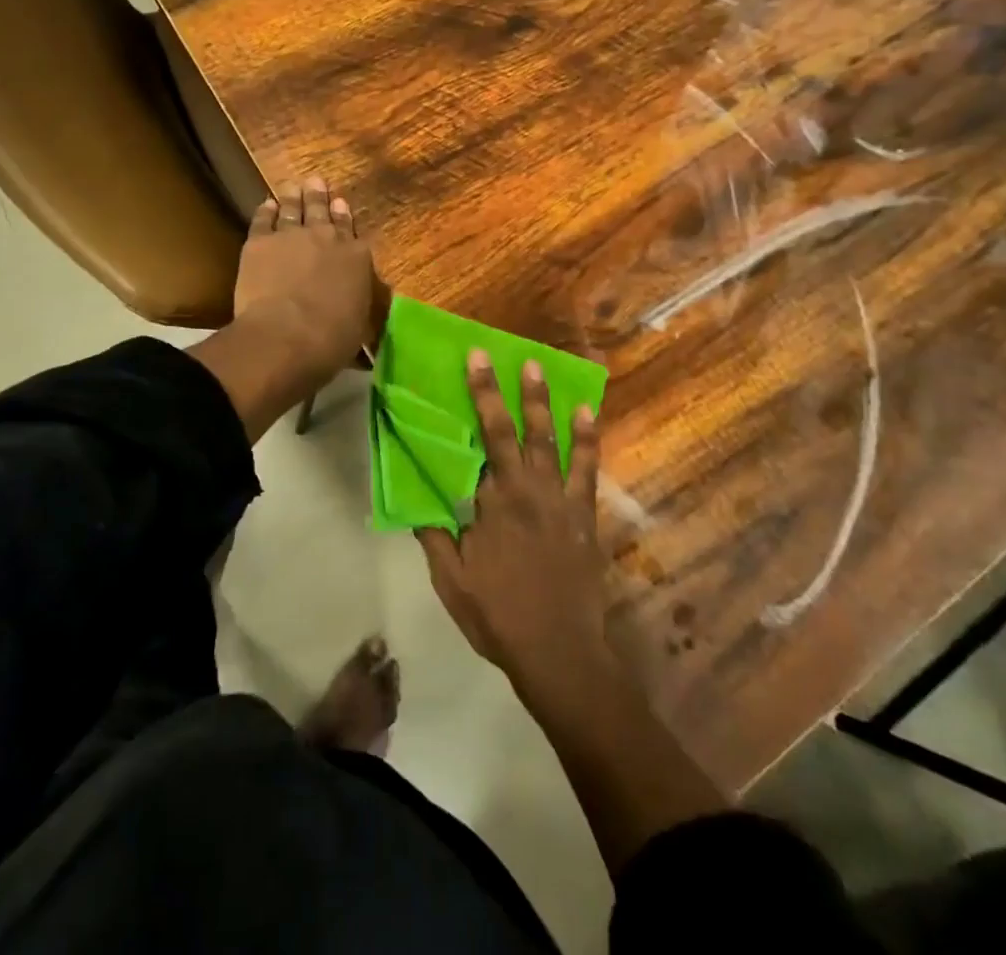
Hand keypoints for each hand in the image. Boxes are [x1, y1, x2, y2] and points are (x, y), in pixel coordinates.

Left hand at [233, 178, 378, 389]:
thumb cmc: (331, 340)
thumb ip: (356, 304)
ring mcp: (291, 236)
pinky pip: (262, 219)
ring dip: (293, 196)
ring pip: (292, 209)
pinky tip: (266, 204)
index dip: (344, 217)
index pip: (351, 230)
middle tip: (315, 181)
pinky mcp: (259, 243)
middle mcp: (327, 238)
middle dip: (319, 196)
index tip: (340, 203)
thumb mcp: (359, 325)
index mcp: (356, 258)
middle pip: (322, 211)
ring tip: (293, 185)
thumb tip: (355, 306)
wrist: (286, 336)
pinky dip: (265, 210)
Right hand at [418, 351, 608, 694]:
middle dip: (508, 389)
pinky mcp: (585, 515)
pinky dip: (588, 440)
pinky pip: (588, 469)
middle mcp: (529, 489)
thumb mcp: (452, 580)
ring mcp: (562, 500)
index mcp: (494, 501)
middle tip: (506, 355)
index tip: (475, 360)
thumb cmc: (499, 615)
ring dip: (547, 403)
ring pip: (554, 440)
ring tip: (542, 369)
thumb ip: (435, 536)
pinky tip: (588, 415)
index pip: (483, 437)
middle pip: (516, 429)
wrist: (559, 651)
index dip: (479, 395)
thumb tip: (416, 500)